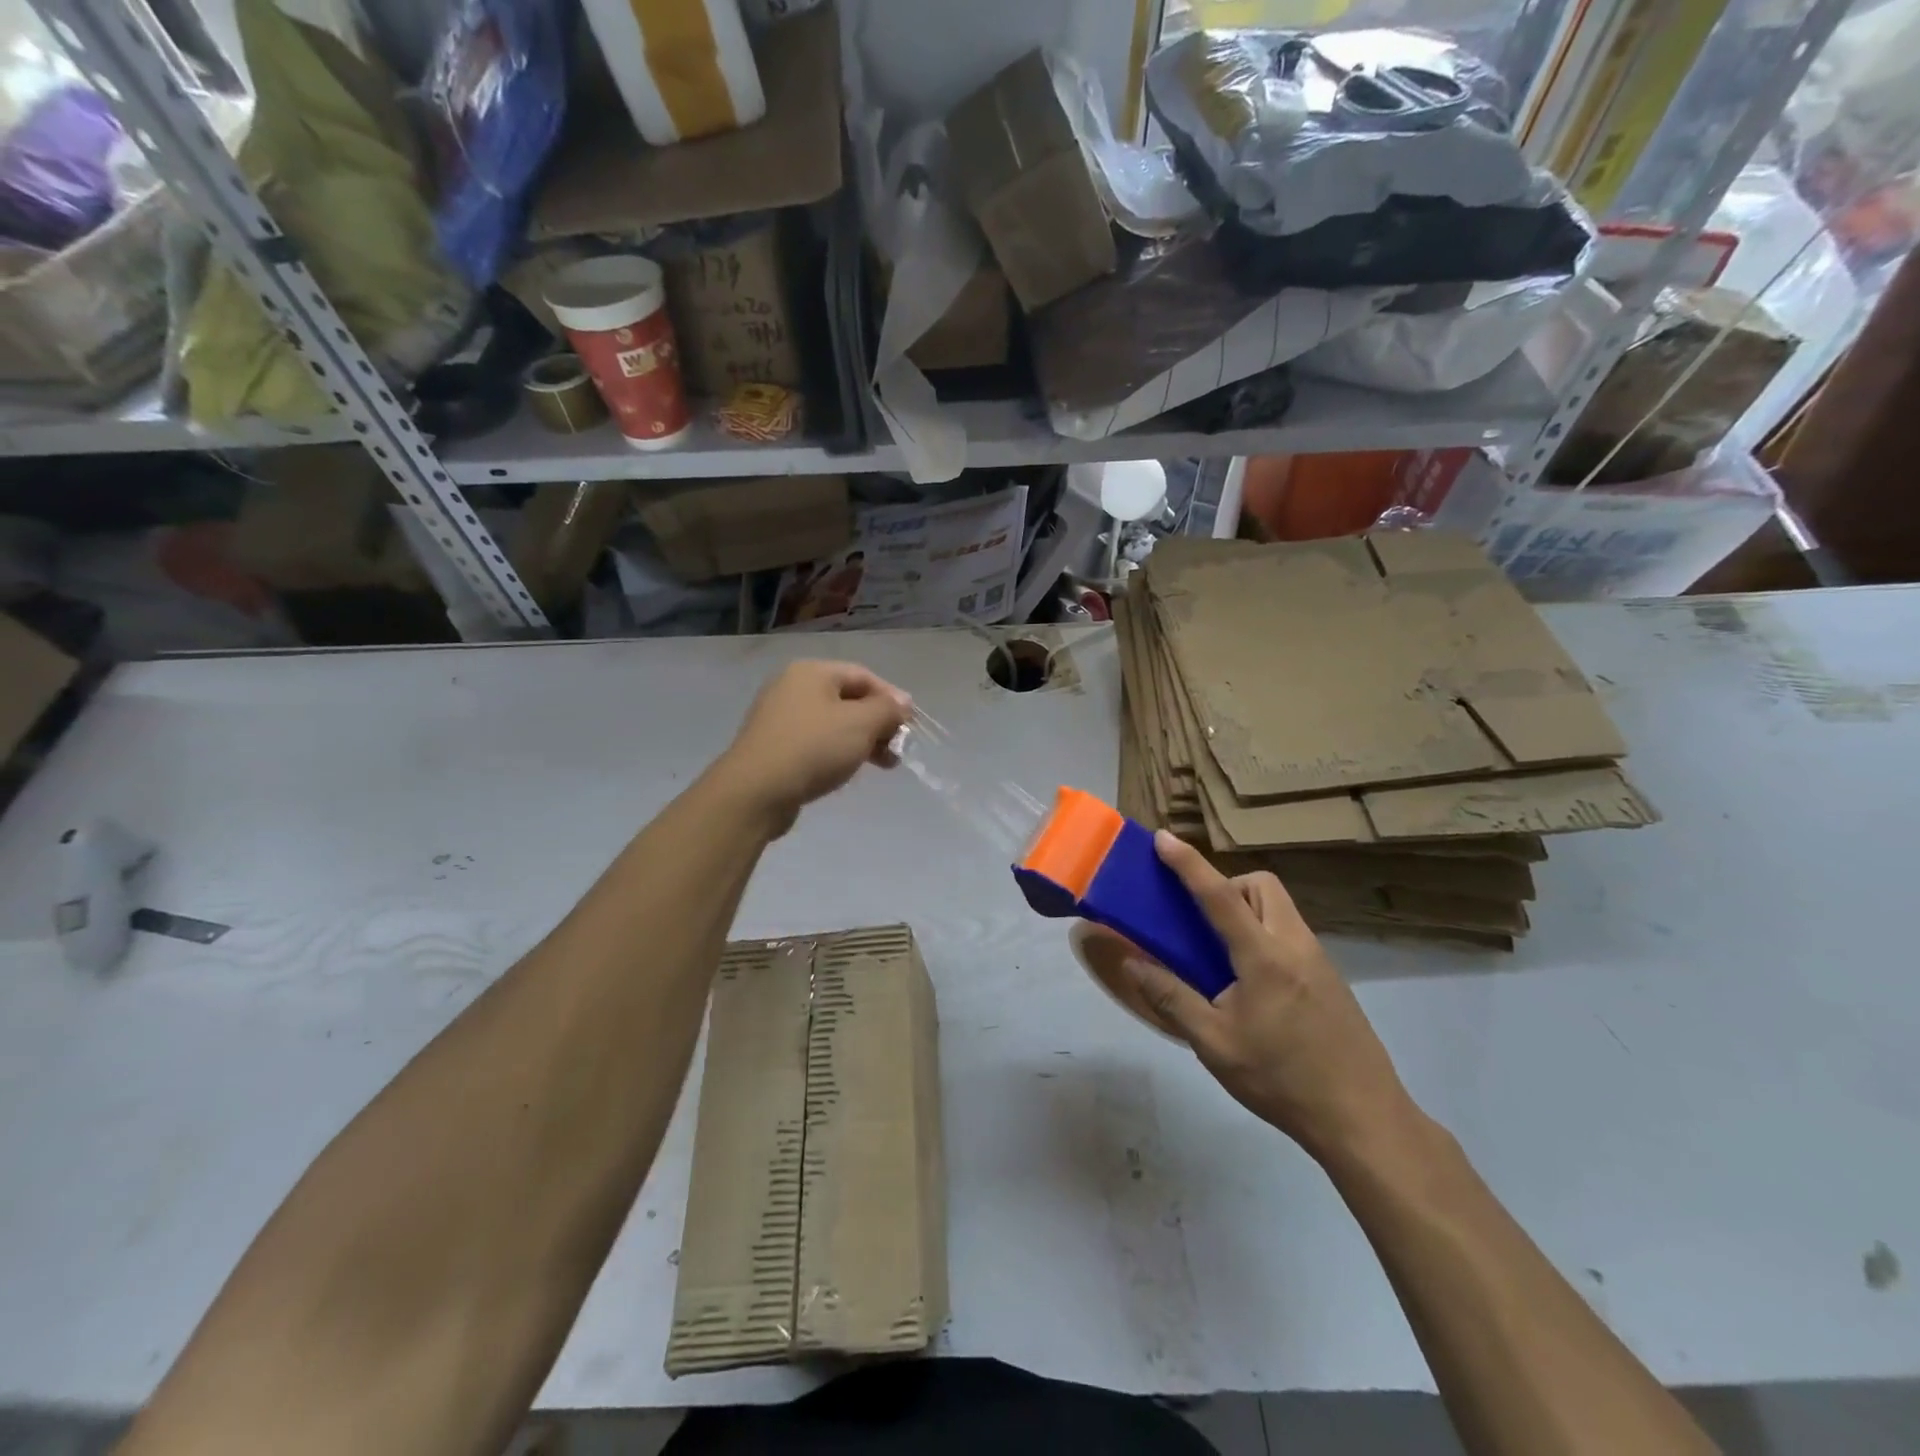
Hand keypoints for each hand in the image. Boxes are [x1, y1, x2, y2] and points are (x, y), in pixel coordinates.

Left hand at [712, 661, 912, 835]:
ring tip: (883, 765)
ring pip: (833, 722)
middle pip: (848, 699)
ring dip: (862, 740)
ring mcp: (779, 717)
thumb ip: (888, 709)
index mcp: (812, 672)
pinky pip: (815, 741)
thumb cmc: (814, 748)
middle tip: (897, 748)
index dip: (891, 698)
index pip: (863, 676)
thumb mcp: (861, 724)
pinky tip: (848, 771)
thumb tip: (903, 702)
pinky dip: (837, 751)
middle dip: (878, 723)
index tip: (910, 725)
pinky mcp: (774, 746)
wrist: (756, 791)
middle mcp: (792, 687)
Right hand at [1122, 833, 1418, 1164]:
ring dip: (1248, 910)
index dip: (1188, 863)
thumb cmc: (1281, 1079)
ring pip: (1280, 908)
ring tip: (1224, 956)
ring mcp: (1319, 961)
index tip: (1163, 838)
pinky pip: (1291, 934)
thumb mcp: (1214, 1044)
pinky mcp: (1331, 980)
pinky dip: (1265, 935)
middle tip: (1203, 921)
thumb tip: (1131, 962)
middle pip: (1262, 886)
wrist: (1363, 1120)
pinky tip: (1254, 985)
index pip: (1219, 895)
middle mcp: (1295, 945)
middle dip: (1229, 885)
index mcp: (1264, 956)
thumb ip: (1171, 997)